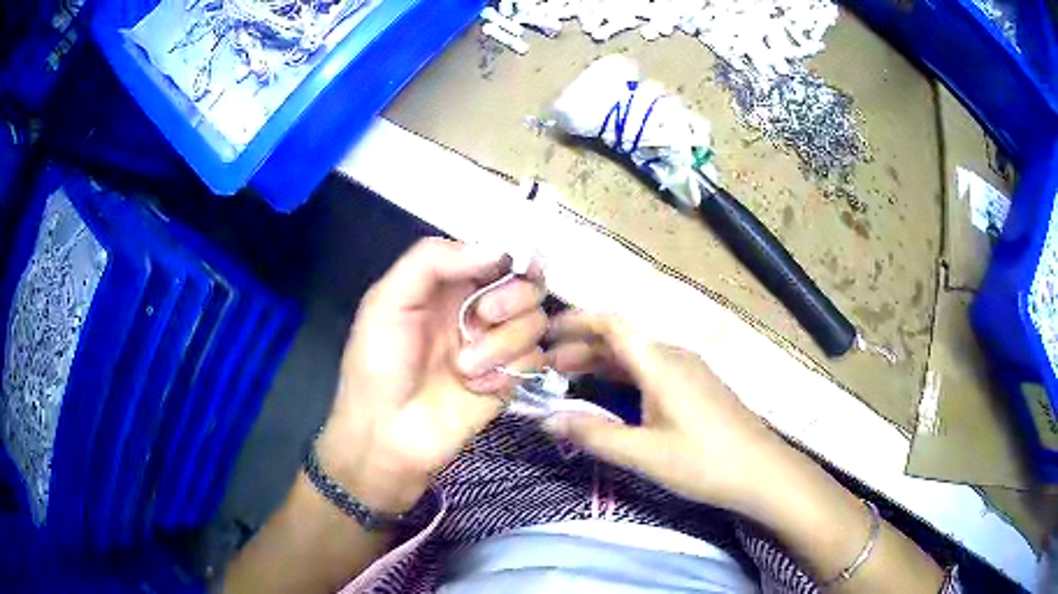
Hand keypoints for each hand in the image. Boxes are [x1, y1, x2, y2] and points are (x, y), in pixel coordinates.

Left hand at [319, 238, 547, 513]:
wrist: (386, 433)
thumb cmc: (378, 363)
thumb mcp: (388, 300)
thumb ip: (433, 260)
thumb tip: (499, 249)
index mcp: (449, 283)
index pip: (498, 253)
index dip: (513, 255)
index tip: (513, 265)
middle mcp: (478, 308)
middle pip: (529, 283)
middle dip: (513, 296)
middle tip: (483, 316)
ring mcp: (496, 345)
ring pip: (535, 321)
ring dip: (502, 343)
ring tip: (465, 367)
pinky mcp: (510, 379)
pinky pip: (534, 360)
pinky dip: (508, 371)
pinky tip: (478, 387)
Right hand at [544, 312, 786, 510]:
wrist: (761, 471)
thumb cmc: (703, 461)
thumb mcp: (644, 453)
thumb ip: (593, 434)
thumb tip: (546, 419)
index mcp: (661, 363)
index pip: (612, 324)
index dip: (576, 321)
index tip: (544, 332)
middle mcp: (675, 357)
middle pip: (622, 340)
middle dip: (581, 349)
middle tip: (547, 369)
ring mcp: (690, 370)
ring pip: (637, 357)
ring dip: (602, 364)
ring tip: (570, 381)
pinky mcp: (698, 386)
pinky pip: (652, 370)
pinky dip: (623, 377)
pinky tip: (613, 397)